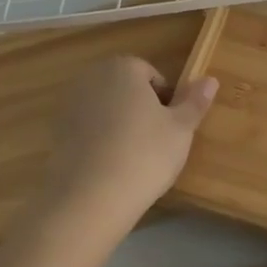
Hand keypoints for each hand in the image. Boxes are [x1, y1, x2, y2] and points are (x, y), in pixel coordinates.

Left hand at [41, 57, 218, 237]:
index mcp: (123, 67)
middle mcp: (92, 77)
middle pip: (127, 89)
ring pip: (107, 110)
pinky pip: (89, 131)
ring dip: (120, 126)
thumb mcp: (181, 129)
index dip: (166, 101)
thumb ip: (195, 101)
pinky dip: (100, 143)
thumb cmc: (144, 155)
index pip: (152, 75)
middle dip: (141, 110)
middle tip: (156, 144)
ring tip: (134, 160)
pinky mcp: (56, 134)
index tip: (171, 129)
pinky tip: (110, 169)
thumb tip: (210, 79)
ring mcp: (70, 105)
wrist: (88, 199)